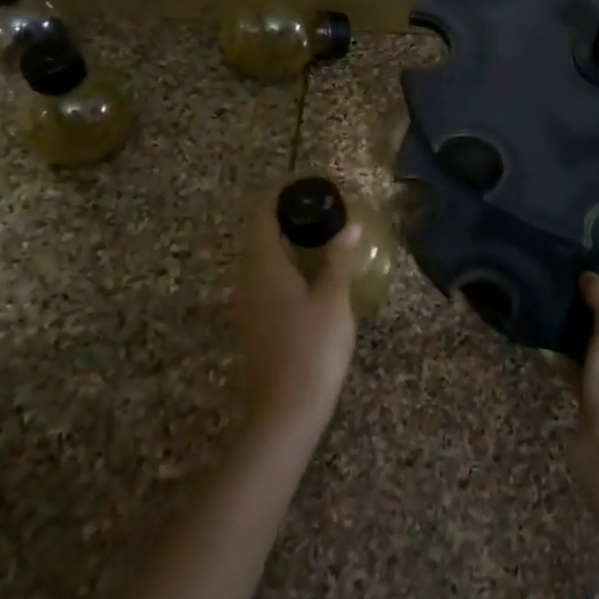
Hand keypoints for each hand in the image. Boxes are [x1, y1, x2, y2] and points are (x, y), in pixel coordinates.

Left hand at [232, 195, 362, 433]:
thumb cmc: (312, 349)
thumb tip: (351, 226)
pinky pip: (266, 283)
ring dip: (289, 247)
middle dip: (289, 221)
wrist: (285, 412)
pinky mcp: (254, 325)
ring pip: (263, 262)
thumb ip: (340, 259)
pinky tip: (313, 280)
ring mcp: (247, 304)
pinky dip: (286, 270)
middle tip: (324, 214)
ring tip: (323, 242)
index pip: (263, 216)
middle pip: (261, 237)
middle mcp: (247, 279)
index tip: (306, 187)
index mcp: (264, 266)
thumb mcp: (334, 300)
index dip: (280, 197)